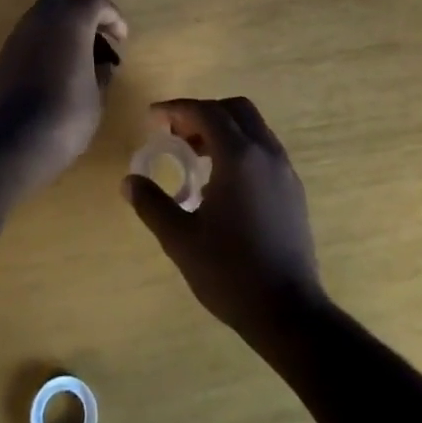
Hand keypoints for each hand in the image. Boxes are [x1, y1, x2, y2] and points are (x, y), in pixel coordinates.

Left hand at [0, 0, 126, 185]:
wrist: (16, 140)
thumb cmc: (68, 114)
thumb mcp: (97, 95)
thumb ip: (101, 71)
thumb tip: (100, 65)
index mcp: (72, 20)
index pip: (96, 2)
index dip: (113, 17)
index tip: (121, 39)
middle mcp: (42, 18)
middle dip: (80, 12)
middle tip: (94, 38)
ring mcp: (19, 34)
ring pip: (41, 16)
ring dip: (60, 28)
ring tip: (74, 57)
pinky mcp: (3, 54)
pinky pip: (28, 38)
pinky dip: (43, 45)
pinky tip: (52, 71)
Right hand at [124, 97, 323, 338]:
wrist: (289, 313)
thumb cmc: (231, 273)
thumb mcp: (181, 240)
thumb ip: (152, 204)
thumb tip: (129, 181)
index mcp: (238, 156)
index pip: (205, 113)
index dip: (176, 109)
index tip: (153, 118)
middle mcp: (265, 152)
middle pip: (234, 109)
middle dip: (202, 113)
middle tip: (176, 135)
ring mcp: (284, 170)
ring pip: (253, 127)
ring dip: (223, 129)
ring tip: (196, 157)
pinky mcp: (293, 189)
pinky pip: (264, 149)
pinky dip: (240, 147)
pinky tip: (223, 182)